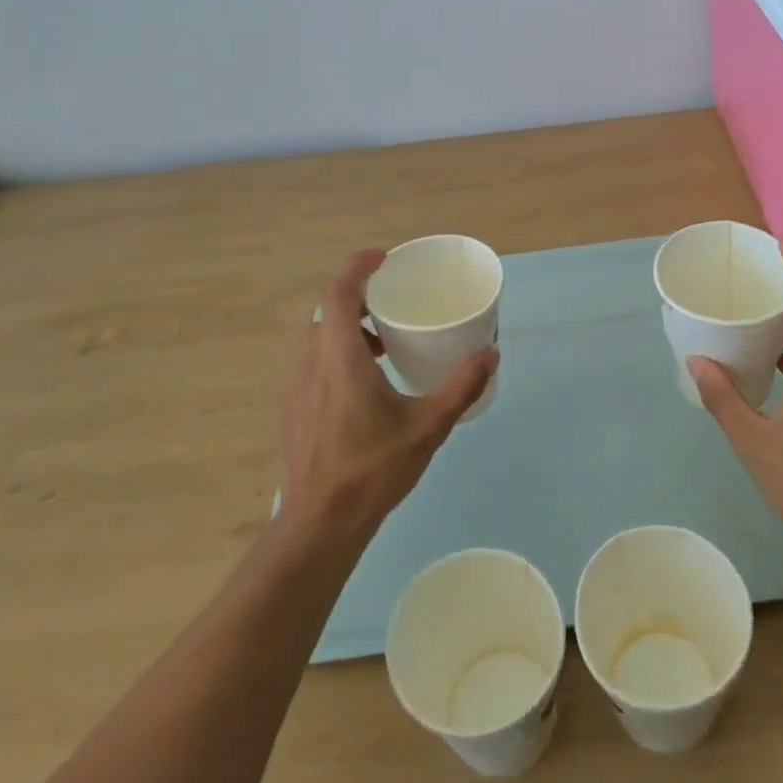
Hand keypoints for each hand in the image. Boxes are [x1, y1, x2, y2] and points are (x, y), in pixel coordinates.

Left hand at [276, 250, 496, 539]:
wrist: (320, 523)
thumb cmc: (374, 469)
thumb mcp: (428, 426)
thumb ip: (461, 386)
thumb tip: (490, 353)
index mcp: (340, 357)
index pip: (338, 292)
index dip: (357, 267)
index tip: (383, 258)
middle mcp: (311, 363)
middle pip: (328, 311)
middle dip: (358, 297)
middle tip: (391, 300)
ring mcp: (296, 387)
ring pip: (319, 339)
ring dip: (348, 329)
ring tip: (383, 343)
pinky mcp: (292, 409)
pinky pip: (314, 364)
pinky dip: (337, 355)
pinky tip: (364, 386)